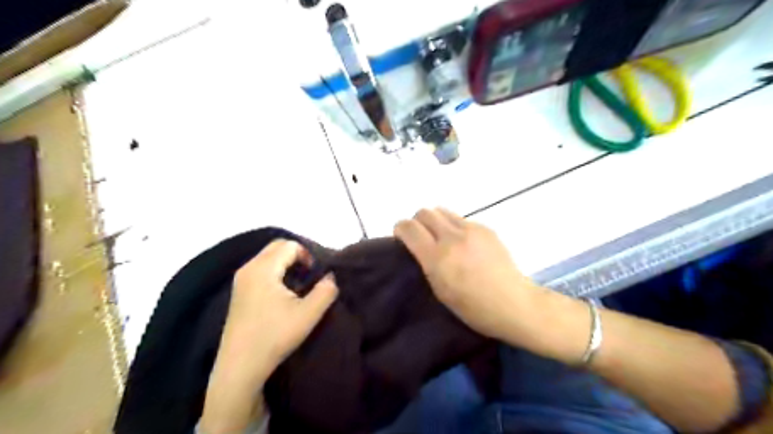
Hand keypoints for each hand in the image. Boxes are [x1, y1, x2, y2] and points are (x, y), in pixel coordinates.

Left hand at [219, 240, 336, 385]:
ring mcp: (240, 280)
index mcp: (263, 269)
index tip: (315, 276)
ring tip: (298, 284)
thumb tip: (331, 277)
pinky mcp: (238, 292)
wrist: (240, 367)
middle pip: (276, 246)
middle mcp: (248, 269)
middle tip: (309, 276)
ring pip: (267, 257)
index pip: (289, 245)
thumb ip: (325, 291)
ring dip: (285, 263)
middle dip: (296, 255)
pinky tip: (282, 293)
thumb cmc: (274, 337)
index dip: (307, 255)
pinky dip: (275, 271)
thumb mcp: (308, 314)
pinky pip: (260, 268)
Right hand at [394, 208, 538, 339]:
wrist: (514, 303)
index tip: (401, 237)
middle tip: (421, 238)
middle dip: (417, 221)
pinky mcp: (486, 228)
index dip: (400, 228)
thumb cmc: (474, 308)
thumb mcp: (440, 291)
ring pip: (443, 211)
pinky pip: (461, 219)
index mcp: (438, 258)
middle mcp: (452, 238)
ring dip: (436, 221)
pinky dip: (454, 227)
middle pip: (425, 212)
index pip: (409, 228)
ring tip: (442, 239)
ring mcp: (471, 229)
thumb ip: (426, 263)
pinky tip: (464, 245)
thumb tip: (419, 247)